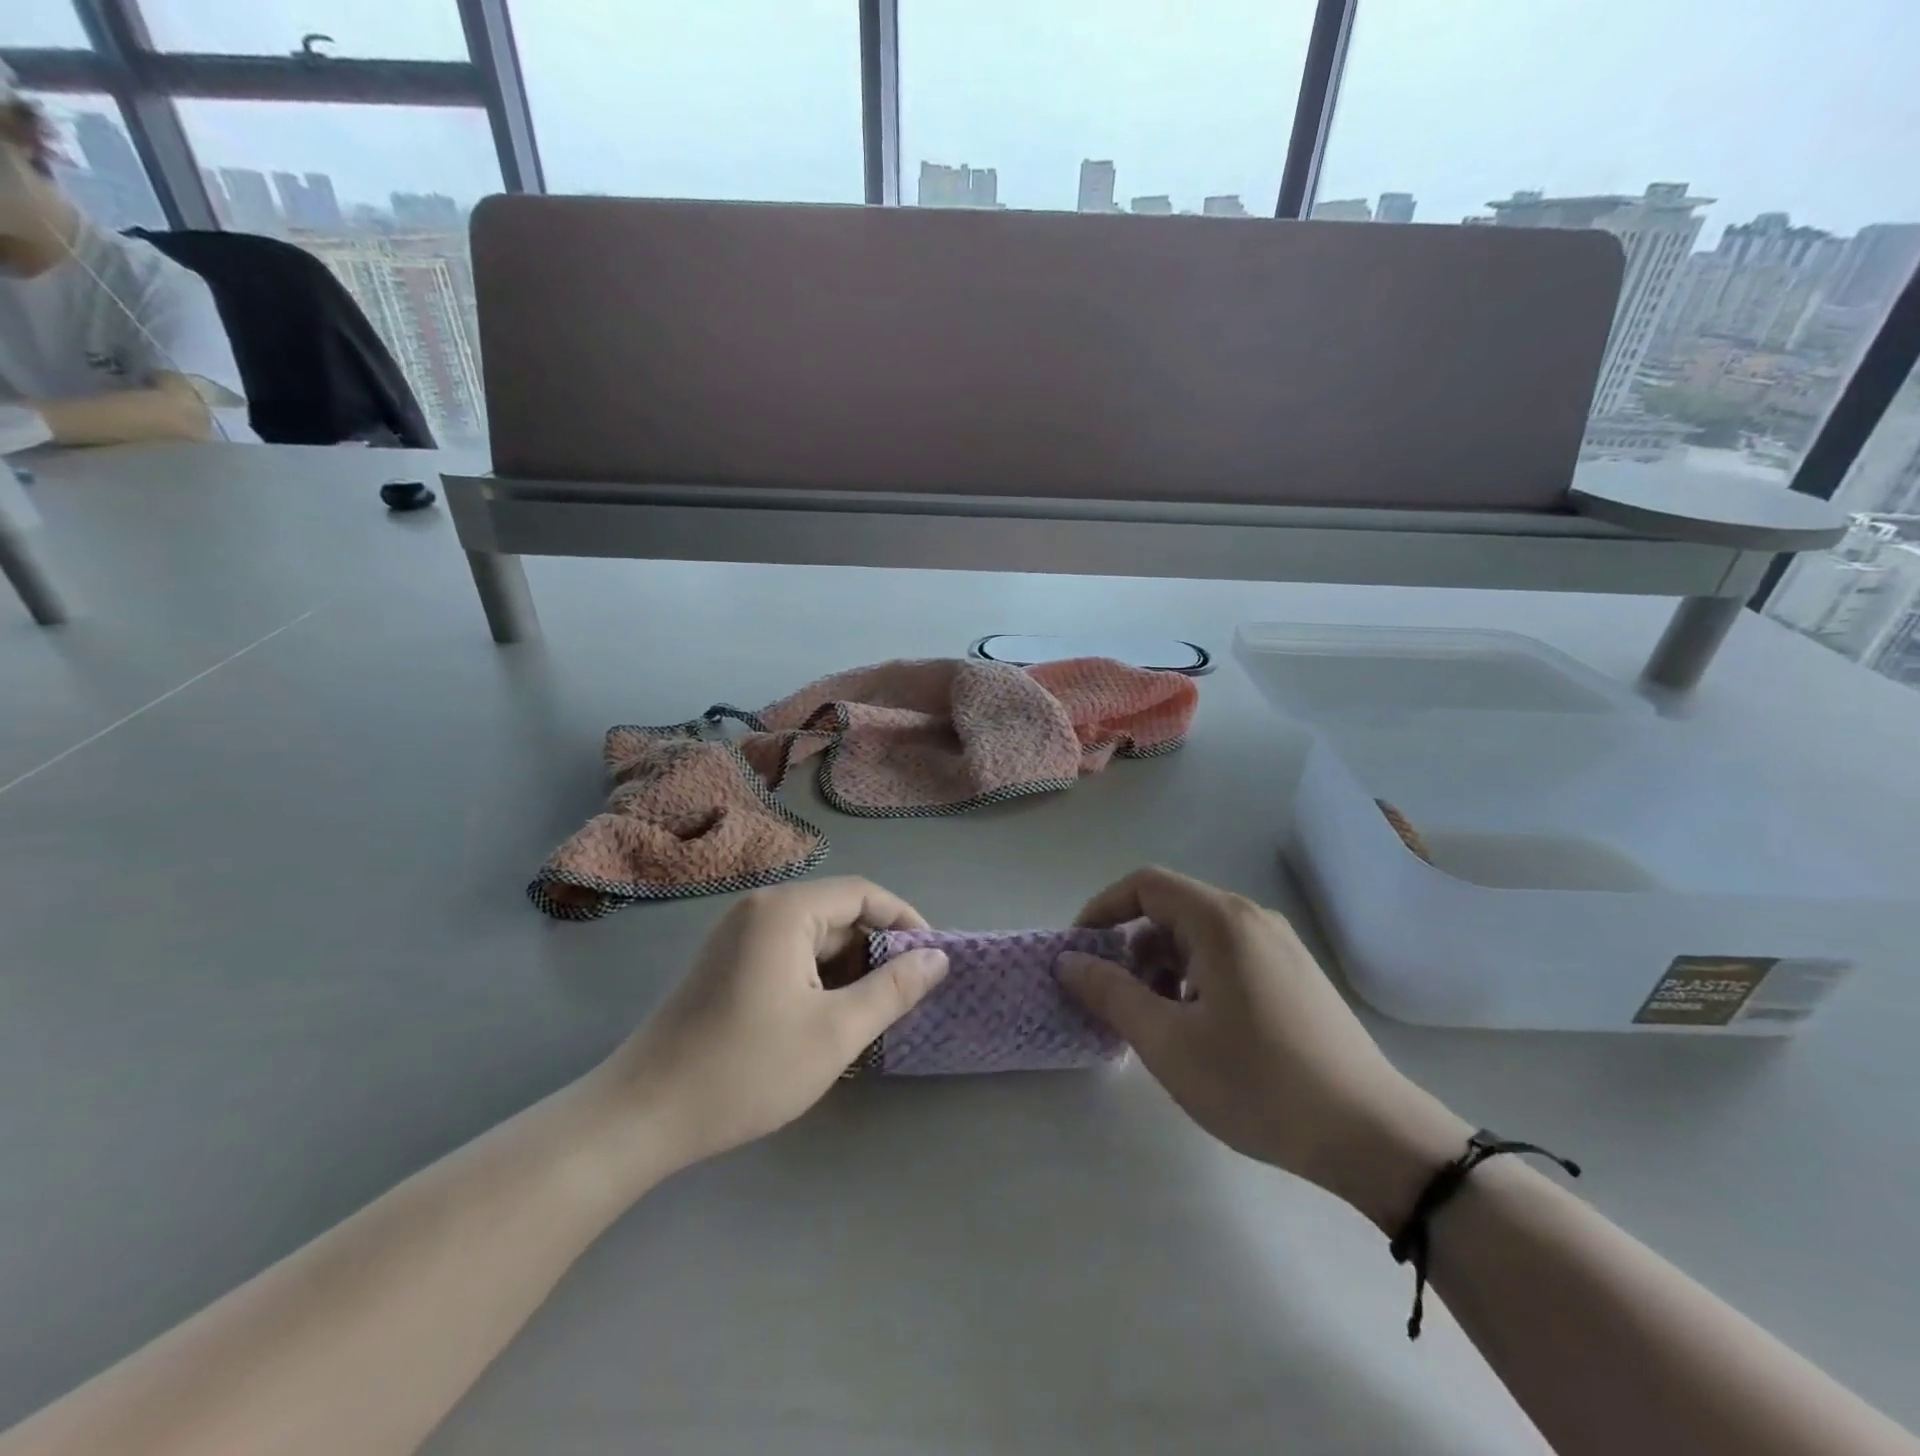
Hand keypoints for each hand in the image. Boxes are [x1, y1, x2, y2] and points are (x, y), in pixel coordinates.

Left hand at [586, 878, 947, 1179]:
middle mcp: (759, 910)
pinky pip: (789, 957)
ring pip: (814, 940)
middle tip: (903, 999)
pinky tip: (827, 1021)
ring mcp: (738, 938)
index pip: (862, 894)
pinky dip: (818, 981)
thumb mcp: (835, 1032)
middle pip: (837, 915)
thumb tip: (938, 958)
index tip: (932, 961)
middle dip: (876, 952)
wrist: (643, 1116)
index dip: (905, 921)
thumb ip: (894, 990)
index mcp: (785, 911)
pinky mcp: (727, 965)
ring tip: (869, 1017)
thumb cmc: (746, 1069)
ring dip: (848, 971)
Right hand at [1057, 867, 1469, 1229]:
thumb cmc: (1258, 1083)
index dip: (1102, 909)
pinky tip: (1198, 1028)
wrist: (1372, 1136)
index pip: (1144, 885)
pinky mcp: (1294, 975)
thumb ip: (1110, 993)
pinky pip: (1227, 956)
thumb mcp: (1167, 1042)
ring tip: (1155, 1020)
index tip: (1079, 951)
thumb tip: (1068, 961)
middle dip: (1131, 946)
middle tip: (1113, 996)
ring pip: (1199, 936)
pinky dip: (1195, 977)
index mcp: (1220, 921)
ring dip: (1162, 966)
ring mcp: (1279, 945)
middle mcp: (1251, 918)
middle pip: (1171, 909)